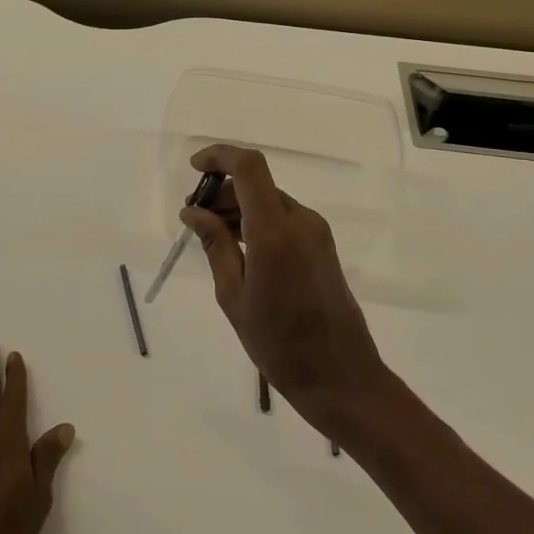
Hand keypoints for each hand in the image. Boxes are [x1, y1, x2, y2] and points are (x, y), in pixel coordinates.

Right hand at [181, 145, 391, 428]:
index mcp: (275, 232)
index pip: (249, 167)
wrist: (340, 377)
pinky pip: (283, 219)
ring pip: (269, 201)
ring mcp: (316, 232)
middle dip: (221, 192)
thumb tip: (193, 212)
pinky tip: (239, 251)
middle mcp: (300, 221)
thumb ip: (215, 246)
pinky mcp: (322, 246)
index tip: (194, 167)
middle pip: (256, 184)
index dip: (220, 156)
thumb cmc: (278, 344)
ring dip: (238, 208)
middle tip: (193, 219)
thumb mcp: (234, 296)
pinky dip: (257, 222)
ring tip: (212, 239)